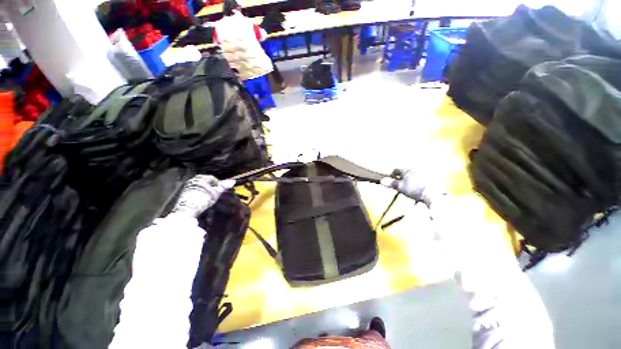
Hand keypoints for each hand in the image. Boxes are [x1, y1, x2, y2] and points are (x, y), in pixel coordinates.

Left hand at [171, 175, 234, 217]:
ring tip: (210, 199)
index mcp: (201, 177)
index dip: (219, 185)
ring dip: (207, 192)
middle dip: (212, 188)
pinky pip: (196, 192)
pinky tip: (203, 200)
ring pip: (201, 187)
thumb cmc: (204, 198)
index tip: (222, 192)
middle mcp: (194, 179)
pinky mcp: (184, 193)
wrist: (187, 209)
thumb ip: (224, 186)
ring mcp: (188, 186)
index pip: (214, 179)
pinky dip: (201, 195)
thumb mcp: (216, 192)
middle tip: (216, 195)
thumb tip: (233, 181)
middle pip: (207, 183)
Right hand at [380, 168, 445, 205]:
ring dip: (410, 177)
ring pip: (413, 172)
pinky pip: (422, 176)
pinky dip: (418, 180)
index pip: (396, 169)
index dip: (392, 175)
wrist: (434, 194)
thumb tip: (382, 180)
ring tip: (410, 185)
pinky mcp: (433, 176)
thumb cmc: (415, 189)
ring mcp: (425, 170)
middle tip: (400, 184)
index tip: (391, 181)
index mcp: (407, 168)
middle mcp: (415, 166)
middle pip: (405, 170)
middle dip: (401, 176)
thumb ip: (391, 183)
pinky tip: (419, 186)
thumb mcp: (400, 187)